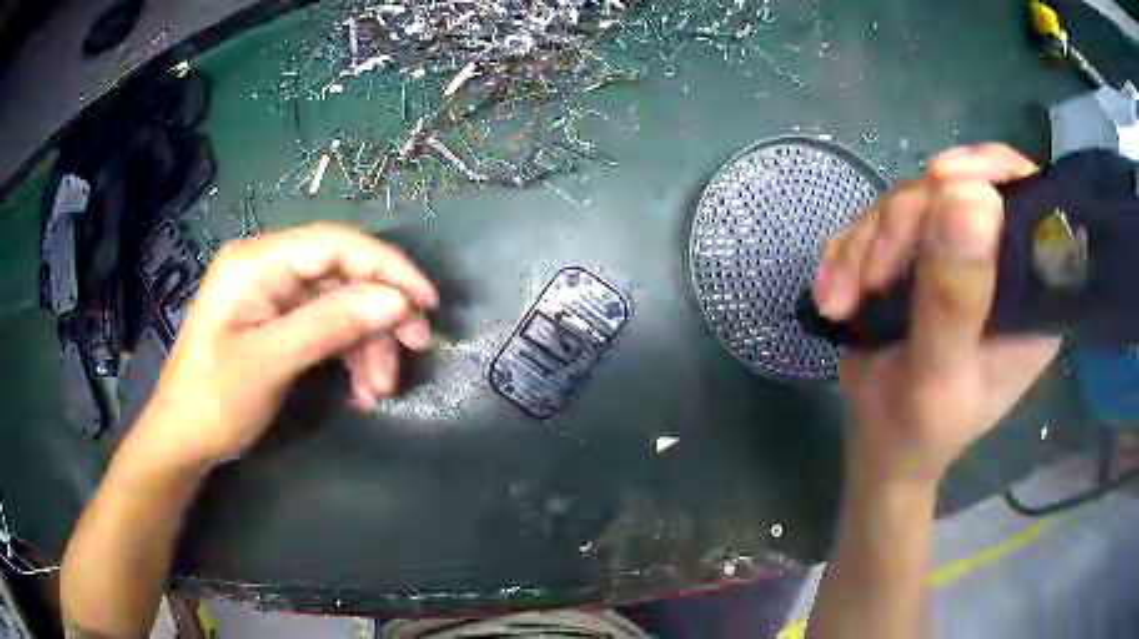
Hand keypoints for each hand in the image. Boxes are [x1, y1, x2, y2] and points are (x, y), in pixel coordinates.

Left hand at [141, 223, 438, 468]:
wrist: (183, 440)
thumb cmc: (214, 400)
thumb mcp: (271, 362)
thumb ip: (331, 325)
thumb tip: (397, 301)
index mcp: (257, 262)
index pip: (335, 244)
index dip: (387, 267)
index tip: (426, 302)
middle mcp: (268, 268)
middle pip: (342, 275)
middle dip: (380, 314)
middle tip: (415, 349)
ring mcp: (273, 296)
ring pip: (340, 305)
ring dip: (367, 344)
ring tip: (381, 390)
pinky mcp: (278, 322)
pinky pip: (326, 328)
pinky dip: (349, 356)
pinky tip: (361, 390)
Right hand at [816, 144, 1059, 484]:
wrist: (881, 443)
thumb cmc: (920, 430)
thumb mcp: (939, 378)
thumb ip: (955, 299)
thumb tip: (967, 194)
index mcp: (1030, 290)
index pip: (1027, 197)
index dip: (987, 173)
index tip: (940, 187)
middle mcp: (999, 259)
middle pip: (955, 189)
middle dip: (905, 226)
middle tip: (871, 280)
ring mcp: (955, 251)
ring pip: (909, 201)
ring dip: (866, 245)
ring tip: (841, 303)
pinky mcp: (917, 252)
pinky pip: (877, 220)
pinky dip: (848, 252)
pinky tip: (835, 295)